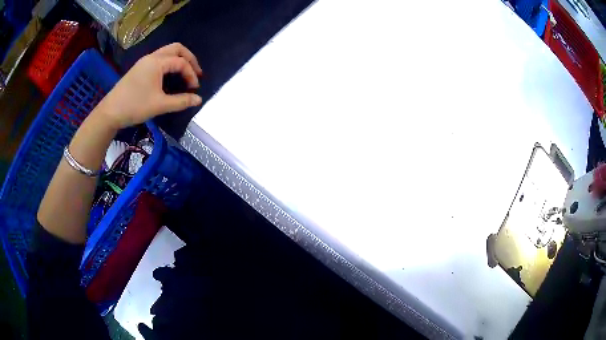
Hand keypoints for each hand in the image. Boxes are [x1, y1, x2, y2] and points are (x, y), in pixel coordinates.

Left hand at [97, 43, 203, 129]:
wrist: (110, 112)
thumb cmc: (134, 106)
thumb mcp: (160, 105)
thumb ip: (181, 101)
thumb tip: (199, 100)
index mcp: (157, 62)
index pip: (181, 62)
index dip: (191, 74)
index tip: (195, 89)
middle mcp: (151, 57)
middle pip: (176, 48)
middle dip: (189, 59)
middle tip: (196, 73)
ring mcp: (144, 62)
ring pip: (167, 52)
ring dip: (179, 60)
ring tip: (185, 74)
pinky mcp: (139, 68)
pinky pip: (159, 59)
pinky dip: (169, 63)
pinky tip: (170, 76)